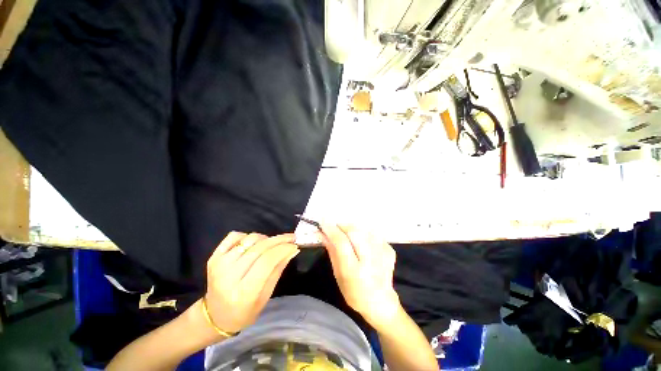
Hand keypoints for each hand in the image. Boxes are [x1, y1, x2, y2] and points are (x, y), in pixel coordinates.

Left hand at [204, 232, 298, 333]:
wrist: (215, 316)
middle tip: (291, 238)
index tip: (294, 244)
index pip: (267, 261)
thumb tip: (292, 249)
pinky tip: (253, 245)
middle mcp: (228, 277)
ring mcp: (218, 265)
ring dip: (265, 239)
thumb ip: (278, 269)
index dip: (283, 249)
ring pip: (249, 239)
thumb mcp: (266, 296)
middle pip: (259, 248)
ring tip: (271, 246)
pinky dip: (247, 236)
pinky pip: (234, 236)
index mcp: (244, 292)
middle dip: (279, 240)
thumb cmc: (245, 311)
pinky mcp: (213, 257)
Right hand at [319, 224, 400, 328]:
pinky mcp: (389, 250)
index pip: (341, 243)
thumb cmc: (354, 293)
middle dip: (342, 226)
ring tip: (349, 237)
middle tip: (336, 228)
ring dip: (353, 229)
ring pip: (364, 230)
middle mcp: (370, 261)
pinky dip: (365, 234)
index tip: (323, 221)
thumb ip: (332, 251)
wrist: (381, 303)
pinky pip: (373, 234)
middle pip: (355, 232)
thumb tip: (321, 233)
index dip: (331, 229)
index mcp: (354, 271)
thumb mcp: (338, 275)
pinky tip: (363, 244)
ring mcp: (383, 254)